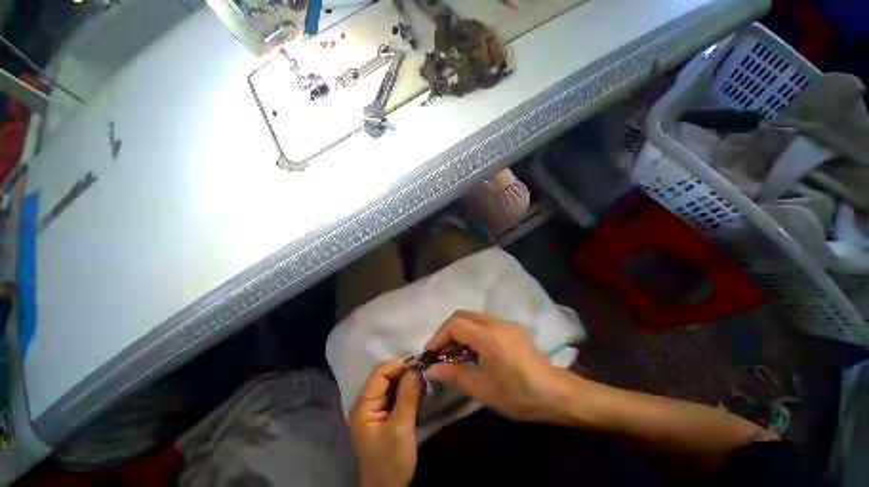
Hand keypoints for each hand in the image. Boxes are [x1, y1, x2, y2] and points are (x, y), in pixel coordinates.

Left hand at [350, 360, 420, 486]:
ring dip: (406, 379)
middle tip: (423, 371)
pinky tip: (417, 390)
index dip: (398, 365)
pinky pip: (394, 393)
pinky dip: (406, 389)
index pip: (379, 373)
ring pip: (391, 383)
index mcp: (364, 404)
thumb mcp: (401, 429)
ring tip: (422, 378)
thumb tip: (415, 368)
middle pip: (384, 375)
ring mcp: (374, 408)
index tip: (419, 364)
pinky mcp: (384, 413)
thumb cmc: (391, 461)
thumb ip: (407, 397)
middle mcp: (366, 402)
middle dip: (403, 371)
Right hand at [425, 310, 577, 422]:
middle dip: (448, 330)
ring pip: (474, 317)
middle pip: (463, 315)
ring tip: (455, 351)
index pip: (455, 324)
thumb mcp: (483, 390)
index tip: (431, 352)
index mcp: (489, 337)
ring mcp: (506, 322)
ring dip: (460, 330)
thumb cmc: (519, 395)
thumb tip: (432, 369)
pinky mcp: (513, 326)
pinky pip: (486, 322)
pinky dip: (473, 331)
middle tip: (441, 350)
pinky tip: (474, 349)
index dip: (440, 335)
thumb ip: (455, 375)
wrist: (557, 393)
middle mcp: (497, 323)